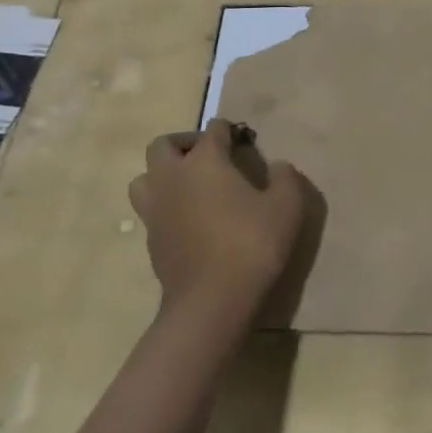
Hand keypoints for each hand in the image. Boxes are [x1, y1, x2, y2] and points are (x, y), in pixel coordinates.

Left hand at [129, 119, 306, 328]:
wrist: (211, 303)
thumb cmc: (252, 244)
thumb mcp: (287, 205)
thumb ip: (284, 177)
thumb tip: (277, 166)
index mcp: (205, 161)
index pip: (213, 129)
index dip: (229, 131)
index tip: (244, 143)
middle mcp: (173, 177)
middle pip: (163, 145)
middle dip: (185, 144)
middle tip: (209, 158)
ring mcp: (156, 210)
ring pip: (144, 178)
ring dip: (163, 175)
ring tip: (190, 187)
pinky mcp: (150, 240)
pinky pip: (150, 210)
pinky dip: (165, 206)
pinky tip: (189, 220)